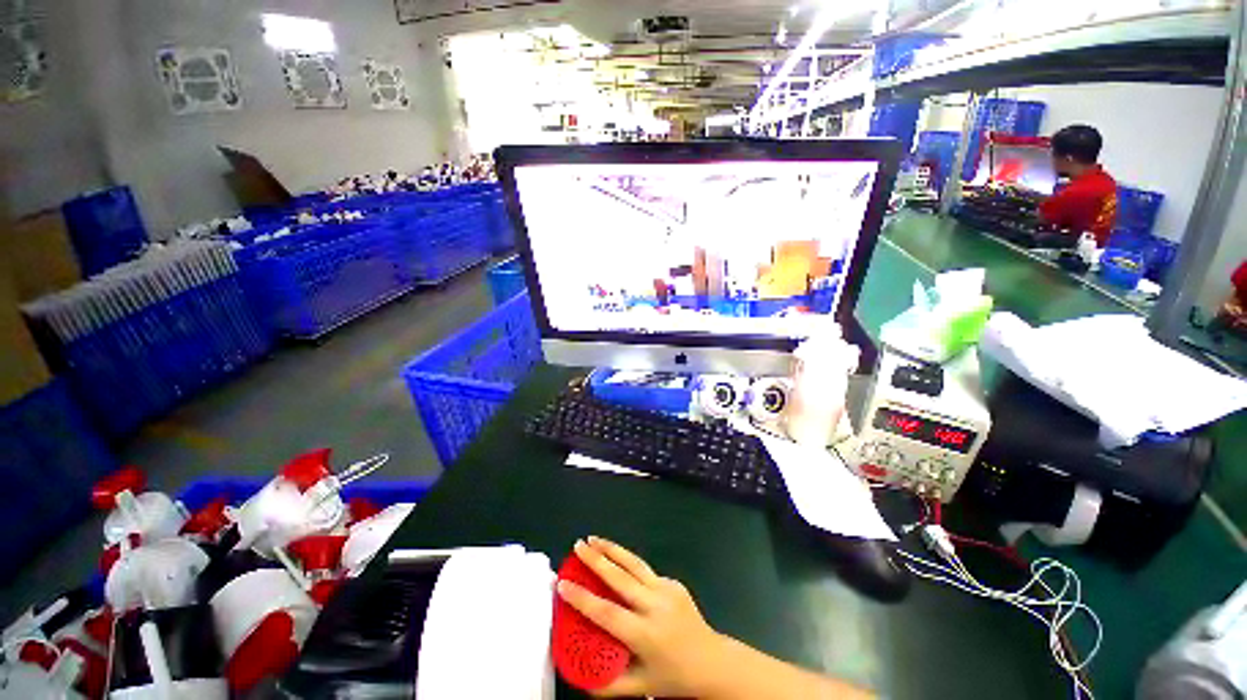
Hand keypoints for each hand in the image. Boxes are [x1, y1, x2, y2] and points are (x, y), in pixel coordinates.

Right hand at [556, 536, 727, 697]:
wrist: (711, 661)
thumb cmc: (673, 677)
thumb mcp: (640, 687)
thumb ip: (608, 685)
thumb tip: (578, 676)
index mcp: (644, 634)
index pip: (607, 613)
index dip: (583, 598)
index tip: (563, 584)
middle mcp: (655, 607)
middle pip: (620, 578)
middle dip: (596, 559)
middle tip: (578, 545)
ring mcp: (667, 590)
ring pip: (634, 564)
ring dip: (612, 549)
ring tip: (594, 539)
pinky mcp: (674, 582)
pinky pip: (646, 571)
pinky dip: (628, 562)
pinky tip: (617, 558)